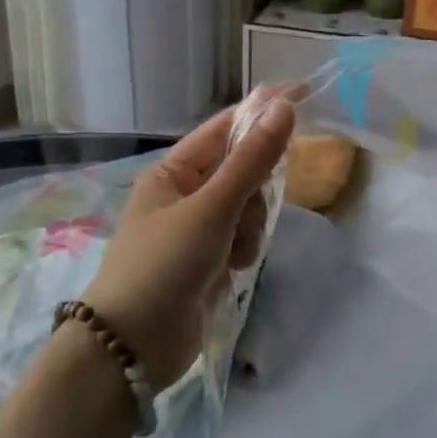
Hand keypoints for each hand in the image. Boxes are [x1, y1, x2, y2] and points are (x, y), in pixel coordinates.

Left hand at [84, 89, 295, 387]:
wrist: (134, 344)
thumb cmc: (164, 264)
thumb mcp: (211, 208)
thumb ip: (252, 161)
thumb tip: (284, 108)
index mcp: (173, 172)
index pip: (225, 129)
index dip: (262, 112)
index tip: (302, 94)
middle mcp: (184, 195)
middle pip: (242, 172)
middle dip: (253, 193)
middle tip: (244, 216)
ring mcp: (197, 231)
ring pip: (248, 210)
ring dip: (249, 229)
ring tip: (232, 254)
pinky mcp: (208, 262)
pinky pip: (243, 240)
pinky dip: (244, 252)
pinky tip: (231, 271)